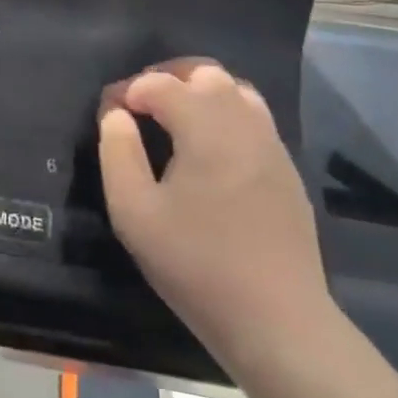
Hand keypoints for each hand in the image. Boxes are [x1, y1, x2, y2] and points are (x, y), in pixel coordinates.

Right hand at [98, 61, 332, 360]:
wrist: (279, 324)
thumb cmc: (197, 265)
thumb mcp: (134, 214)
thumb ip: (117, 153)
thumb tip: (117, 116)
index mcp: (204, 126)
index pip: (159, 83)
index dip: (128, 91)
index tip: (110, 114)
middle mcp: (243, 122)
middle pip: (204, 73)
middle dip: (168, 79)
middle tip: (142, 108)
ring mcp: (271, 145)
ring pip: (236, 91)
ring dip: (202, 94)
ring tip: (176, 122)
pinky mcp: (287, 171)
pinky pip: (255, 120)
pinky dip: (227, 117)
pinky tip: (211, 152)